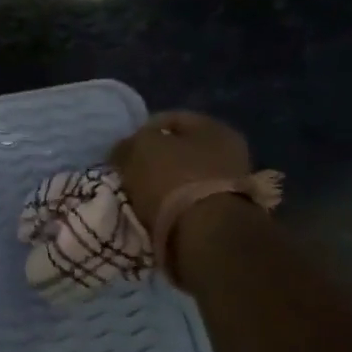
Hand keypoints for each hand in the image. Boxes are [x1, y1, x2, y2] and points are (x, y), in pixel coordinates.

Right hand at [108, 111, 252, 222]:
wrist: (206, 233)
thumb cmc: (173, 179)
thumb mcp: (140, 148)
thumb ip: (130, 143)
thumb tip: (124, 148)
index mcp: (213, 127)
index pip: (169, 118)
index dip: (140, 130)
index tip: (121, 149)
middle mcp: (229, 151)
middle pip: (178, 150)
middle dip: (152, 159)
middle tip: (128, 171)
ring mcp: (230, 184)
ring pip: (183, 176)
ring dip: (161, 184)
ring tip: (138, 195)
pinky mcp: (225, 213)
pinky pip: (188, 201)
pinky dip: (171, 204)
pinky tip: (154, 211)